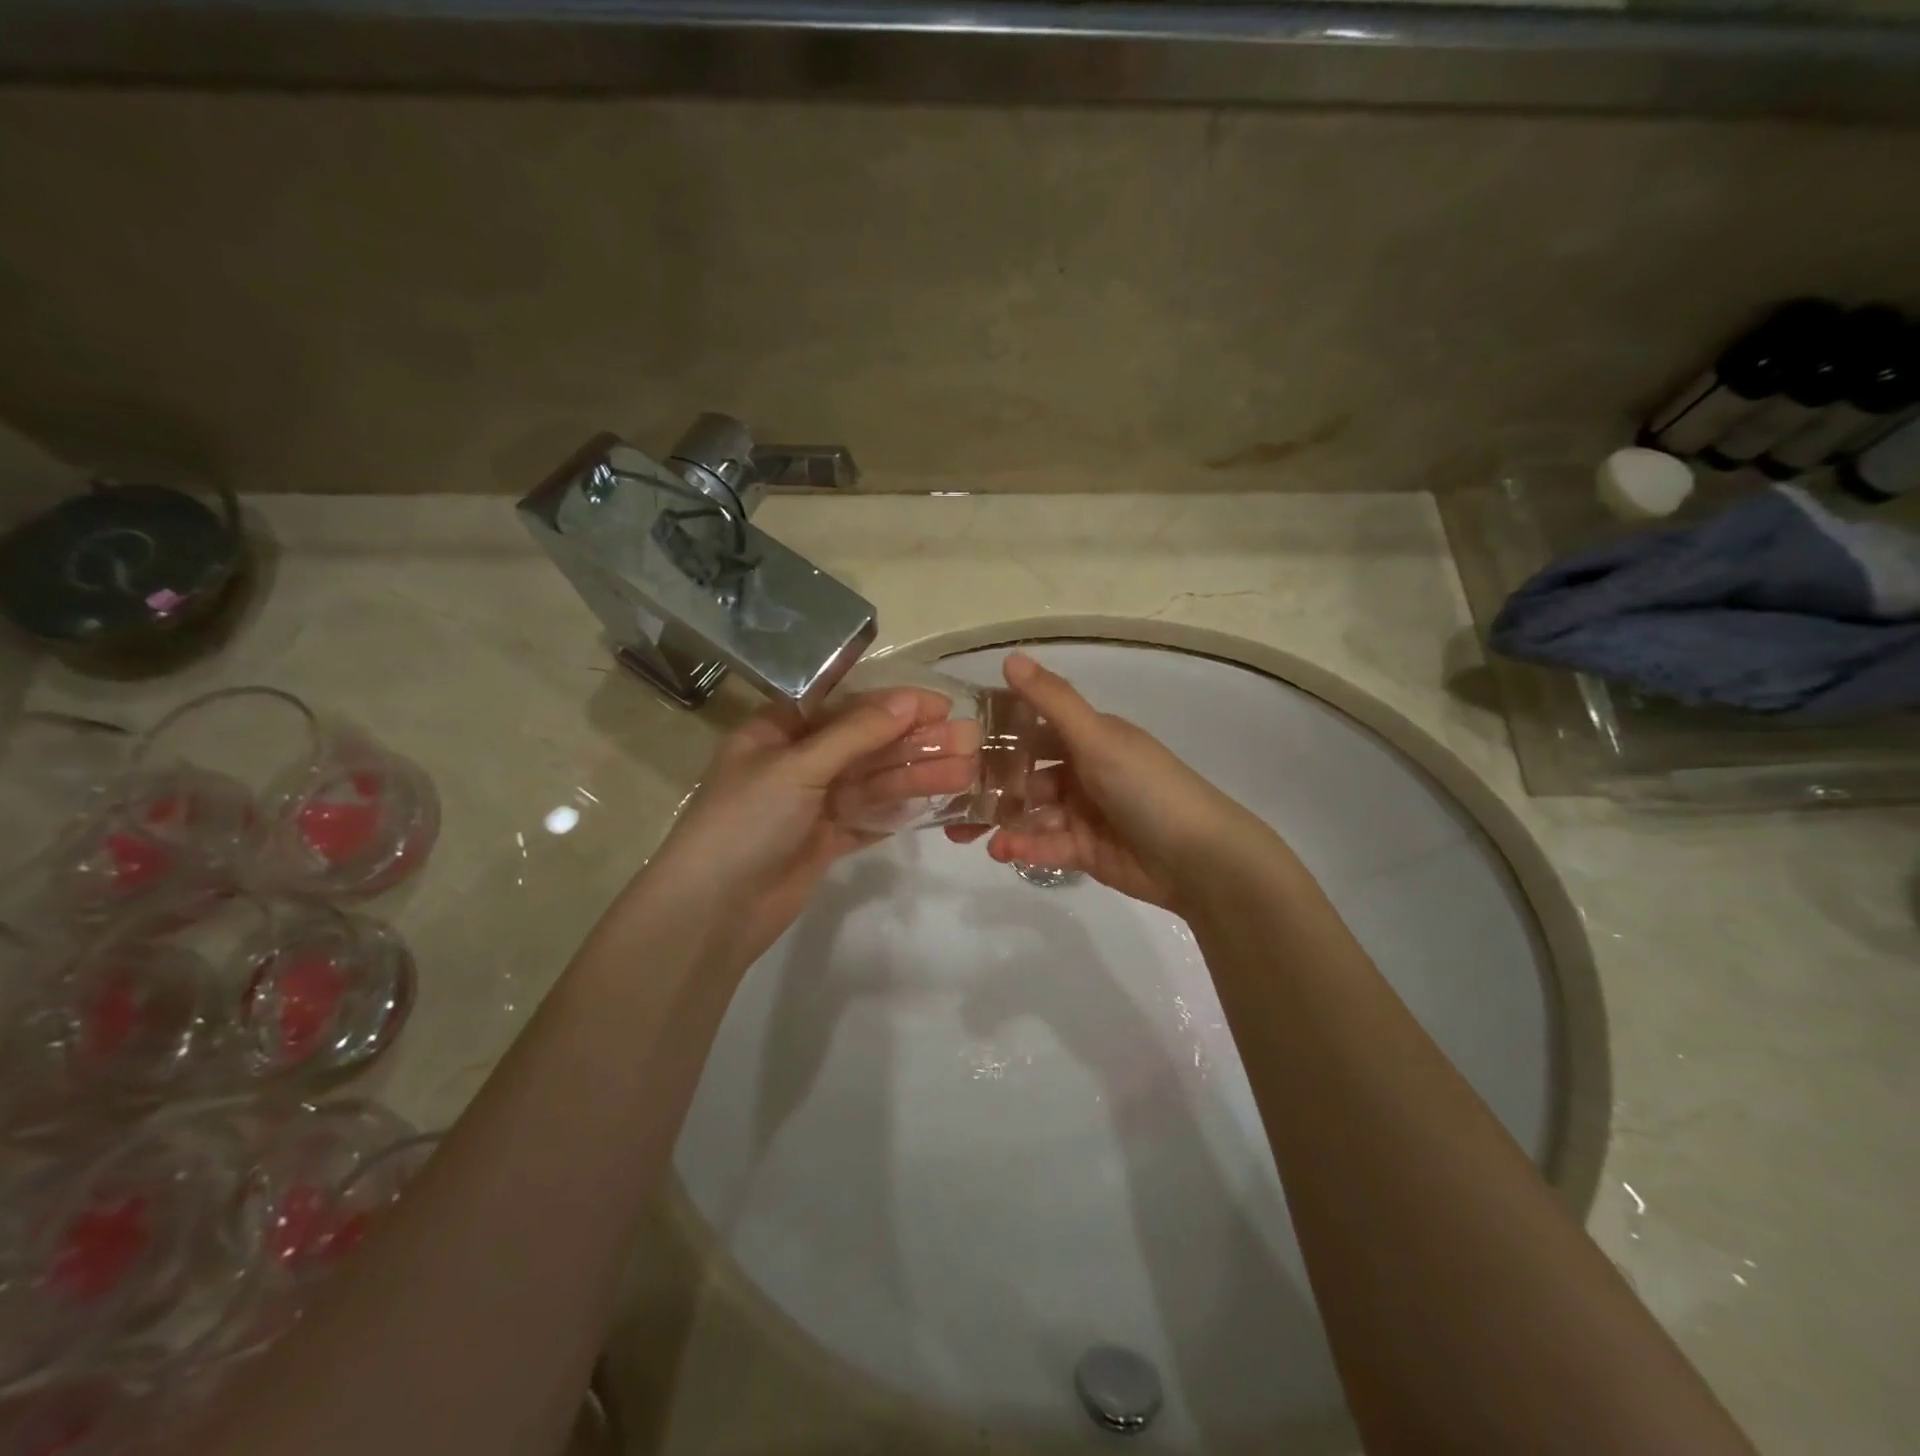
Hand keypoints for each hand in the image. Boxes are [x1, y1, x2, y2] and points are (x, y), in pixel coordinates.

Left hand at [645, 688, 975, 972]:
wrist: (714, 911)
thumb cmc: (746, 822)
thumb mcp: (798, 767)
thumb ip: (857, 733)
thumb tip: (910, 699)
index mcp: (778, 731)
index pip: (844, 705)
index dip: (893, 702)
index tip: (940, 705)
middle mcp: (798, 762)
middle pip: (866, 744)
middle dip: (915, 742)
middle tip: (969, 740)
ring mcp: (814, 803)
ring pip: (874, 782)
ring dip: (917, 775)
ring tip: (967, 771)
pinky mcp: (827, 839)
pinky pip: (871, 816)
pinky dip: (901, 809)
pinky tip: (940, 801)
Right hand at [947, 653, 1272, 914]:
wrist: (1200, 858)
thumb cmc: (1147, 787)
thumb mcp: (1098, 738)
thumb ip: (1051, 701)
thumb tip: (1010, 656)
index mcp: (1089, 737)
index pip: (1033, 728)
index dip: (997, 733)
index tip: (953, 741)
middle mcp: (1084, 771)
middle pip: (1025, 775)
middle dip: (988, 785)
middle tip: (947, 796)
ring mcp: (1083, 813)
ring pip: (1030, 813)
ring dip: (1000, 821)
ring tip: (964, 834)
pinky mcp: (1084, 851)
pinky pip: (1045, 845)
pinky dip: (1024, 846)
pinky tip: (1001, 851)